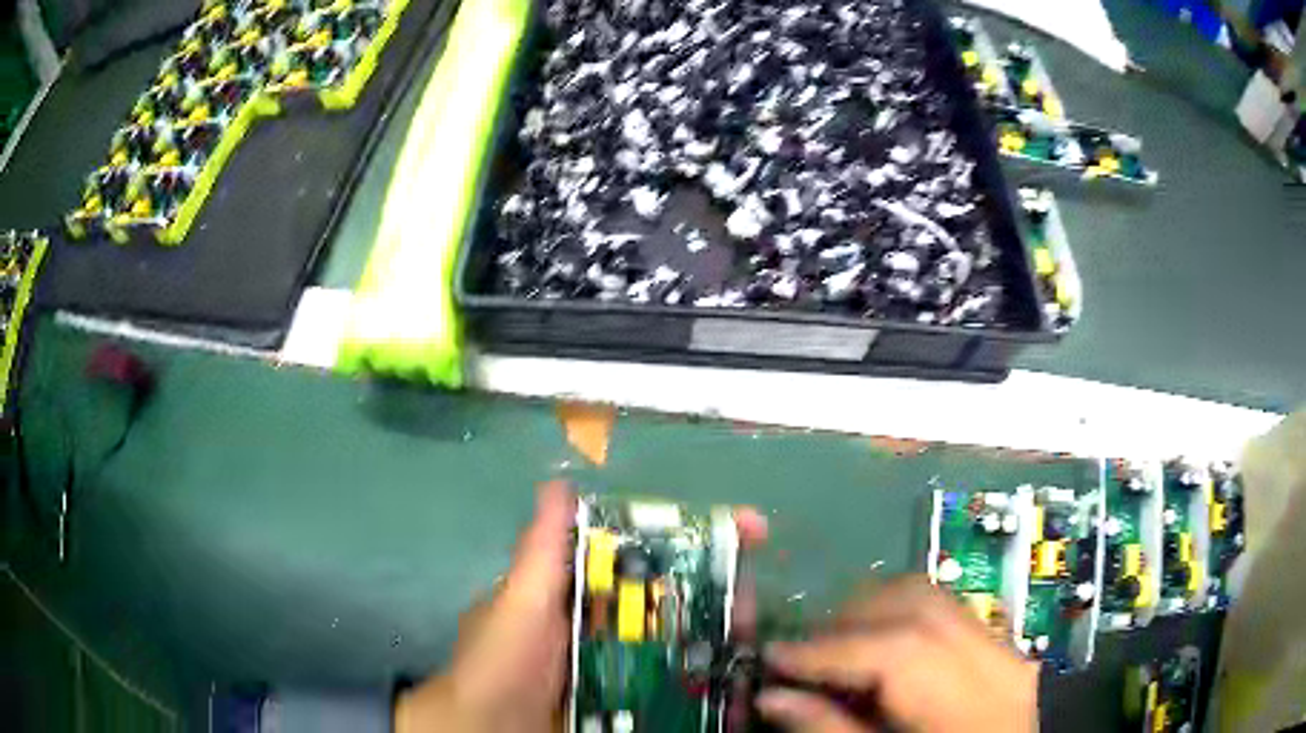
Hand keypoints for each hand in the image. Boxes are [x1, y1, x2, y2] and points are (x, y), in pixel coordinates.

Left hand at [396, 483, 769, 732]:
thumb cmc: (501, 664)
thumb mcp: (519, 602)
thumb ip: (541, 550)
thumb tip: (559, 483)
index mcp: (585, 594)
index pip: (649, 556)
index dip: (696, 538)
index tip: (747, 529)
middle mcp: (611, 627)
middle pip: (679, 600)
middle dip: (723, 591)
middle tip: (755, 596)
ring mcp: (627, 669)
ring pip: (688, 645)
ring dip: (726, 639)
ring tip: (755, 636)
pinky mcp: (639, 703)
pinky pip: (683, 691)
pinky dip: (716, 688)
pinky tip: (745, 688)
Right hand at [757, 576, 1037, 732]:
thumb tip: (773, 697)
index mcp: (969, 704)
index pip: (899, 651)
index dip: (828, 650)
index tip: (772, 656)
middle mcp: (996, 661)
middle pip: (918, 604)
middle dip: (846, 619)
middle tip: (799, 653)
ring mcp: (1003, 648)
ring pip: (932, 597)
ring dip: (870, 613)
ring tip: (831, 651)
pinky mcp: (999, 649)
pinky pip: (944, 613)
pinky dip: (899, 620)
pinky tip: (874, 651)